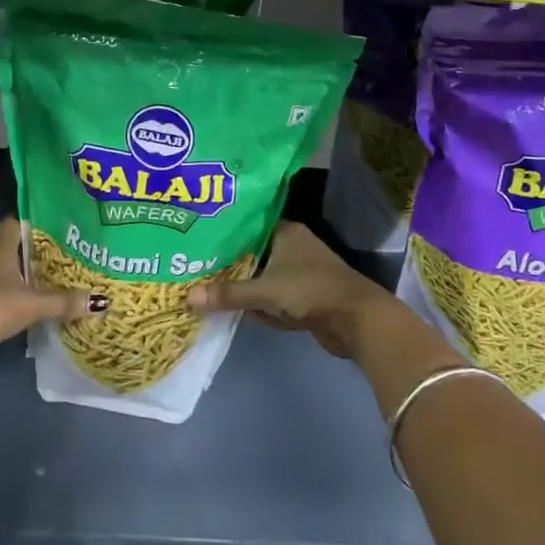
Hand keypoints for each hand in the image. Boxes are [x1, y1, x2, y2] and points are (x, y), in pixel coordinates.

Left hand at [0, 218, 103, 372]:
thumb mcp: (30, 305)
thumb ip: (63, 303)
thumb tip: (101, 301)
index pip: (18, 222)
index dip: (37, 223)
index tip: (61, 228)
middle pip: (11, 247)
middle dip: (34, 253)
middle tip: (65, 258)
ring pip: (1, 272)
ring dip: (20, 278)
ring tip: (50, 284)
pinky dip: (8, 299)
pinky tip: (24, 310)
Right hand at [186, 221, 402, 359]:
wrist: (357, 321)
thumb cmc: (310, 291)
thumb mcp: (264, 291)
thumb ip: (227, 294)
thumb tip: (187, 297)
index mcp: (285, 231)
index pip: (246, 224)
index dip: (223, 231)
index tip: (196, 238)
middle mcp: (292, 246)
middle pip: (251, 252)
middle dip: (227, 264)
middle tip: (194, 266)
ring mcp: (298, 272)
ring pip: (260, 276)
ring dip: (242, 286)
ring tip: (205, 287)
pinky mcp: (302, 296)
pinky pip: (271, 297)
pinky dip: (258, 304)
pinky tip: (234, 310)